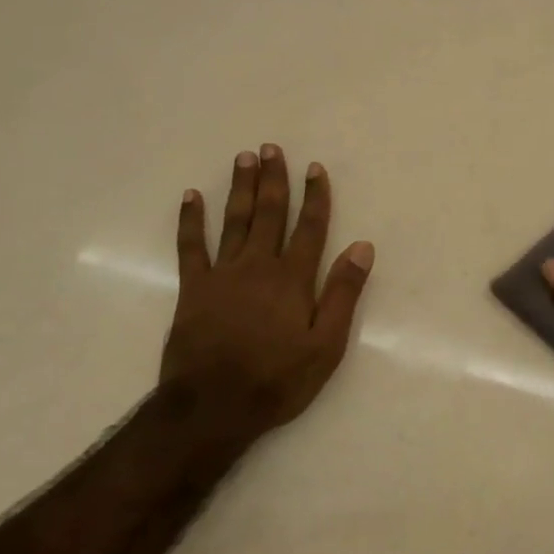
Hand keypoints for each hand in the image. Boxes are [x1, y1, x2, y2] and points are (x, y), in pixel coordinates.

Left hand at [160, 144, 373, 446]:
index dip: (315, 197)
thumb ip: (343, 293)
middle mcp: (258, 266)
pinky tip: (192, 197)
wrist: (213, 405)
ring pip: (234, 221)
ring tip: (244, 158)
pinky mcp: (193, 289)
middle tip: (272, 148)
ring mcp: (222, 275)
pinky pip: (191, 246)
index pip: (310, 228)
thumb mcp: (326, 345)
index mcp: (293, 279)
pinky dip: (191, 221)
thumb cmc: (277, 379)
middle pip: (269, 214)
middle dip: (273, 180)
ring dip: (240, 188)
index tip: (315, 168)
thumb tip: (363, 247)